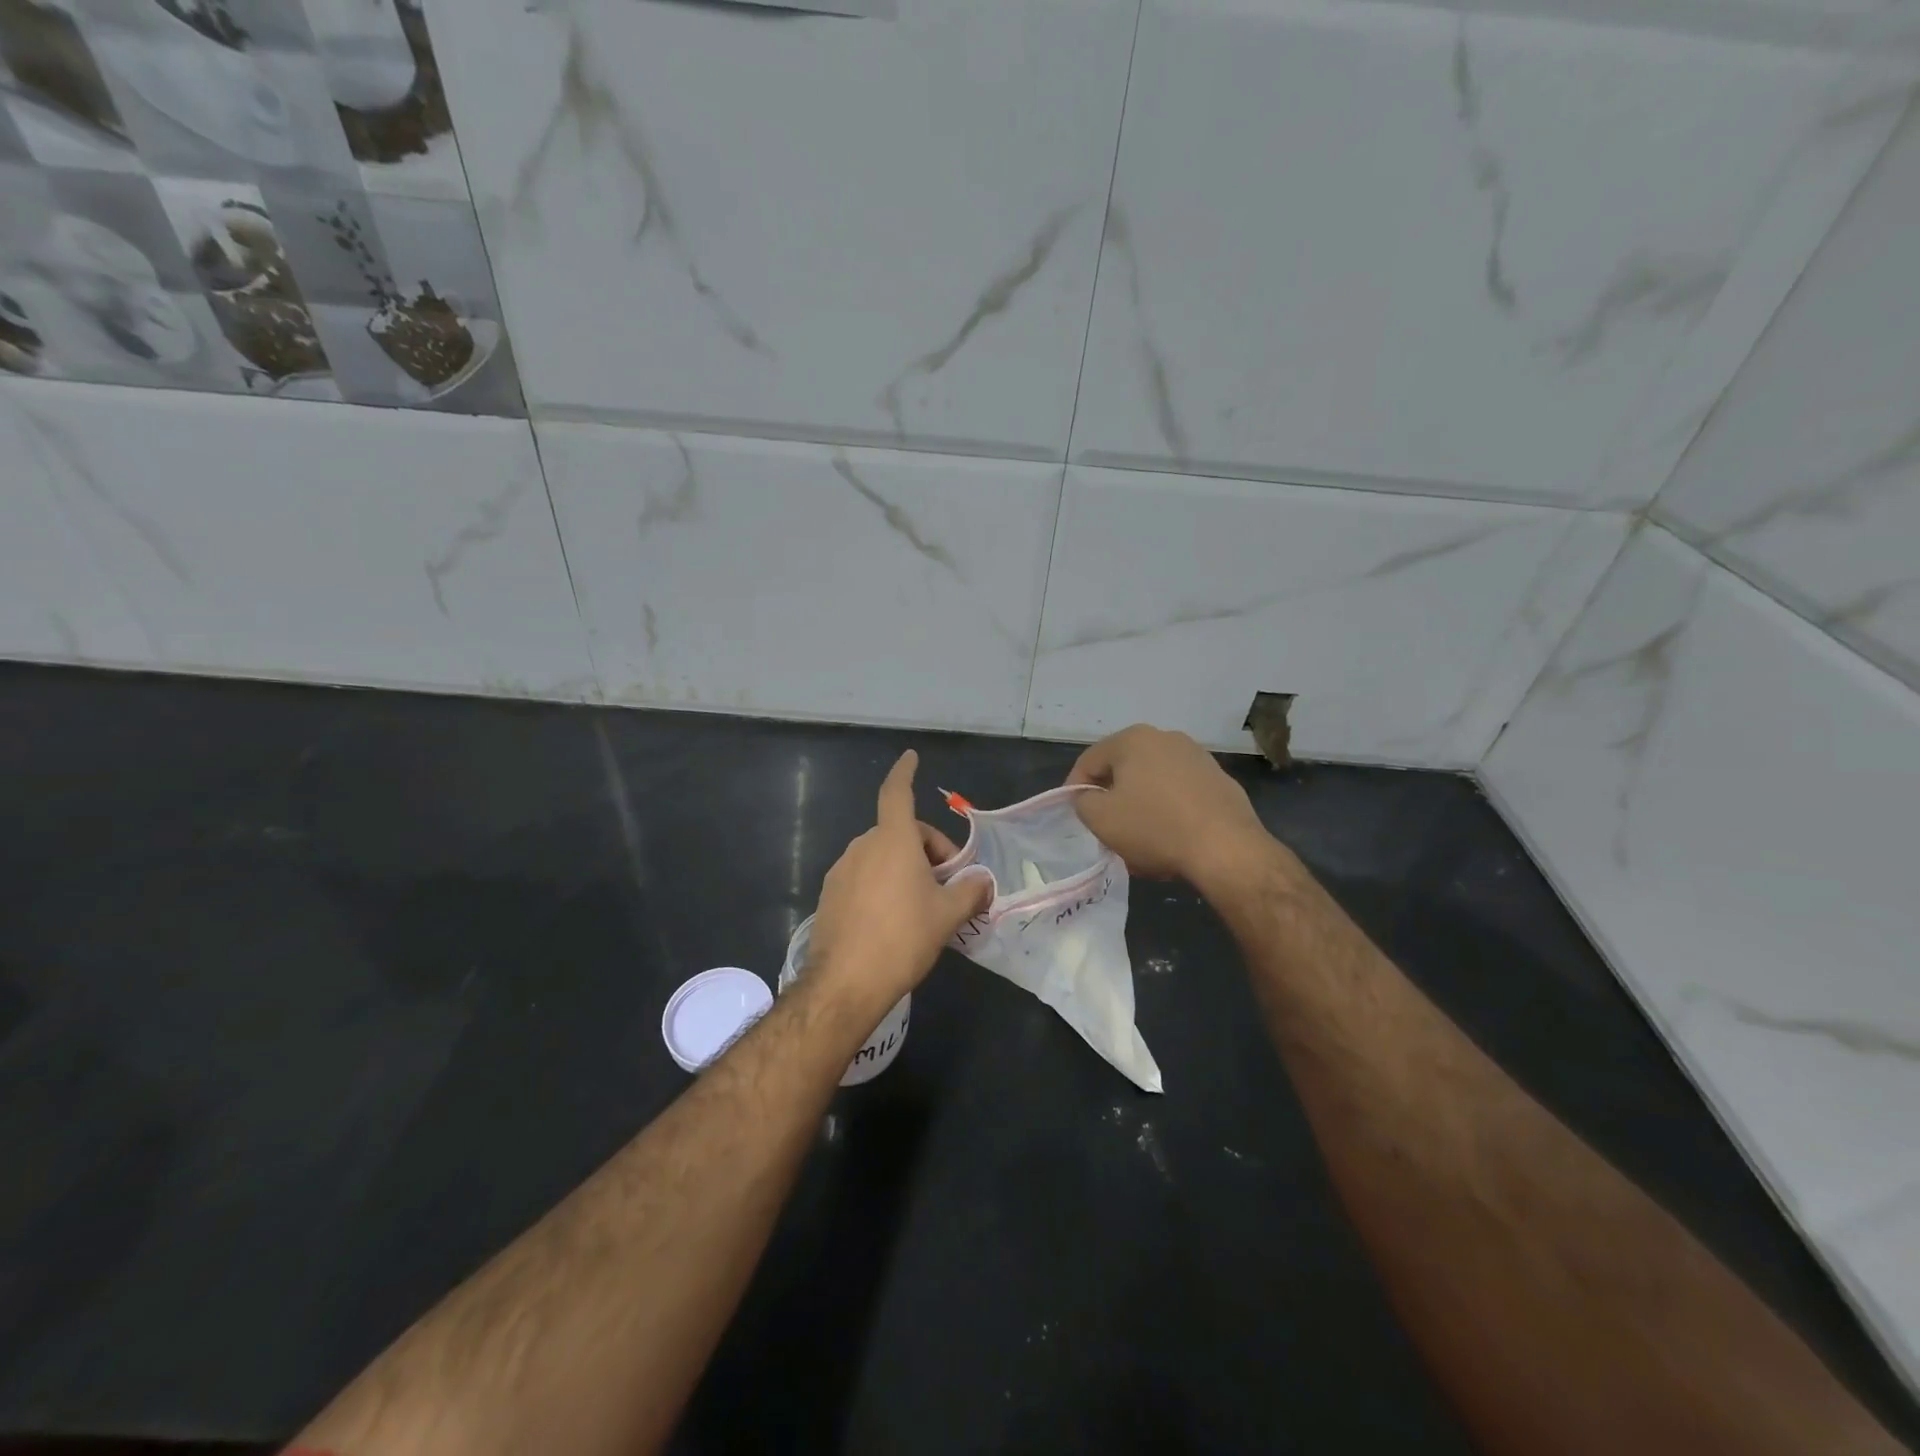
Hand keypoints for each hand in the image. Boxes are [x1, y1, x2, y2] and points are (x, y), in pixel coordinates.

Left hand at [807, 751, 991, 1010]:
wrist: (844, 983)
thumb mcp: (948, 916)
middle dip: (928, 851)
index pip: (897, 793)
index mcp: (893, 840)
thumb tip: (984, 882)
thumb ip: (971, 892)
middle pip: (900, 833)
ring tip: (923, 907)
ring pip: (882, 856)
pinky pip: (864, 877)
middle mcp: (863, 847)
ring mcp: (842, 870)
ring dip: (905, 868)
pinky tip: (893, 921)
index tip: (910, 757)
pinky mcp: (830, 895)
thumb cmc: (903, 938)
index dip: (905, 772)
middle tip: (948, 886)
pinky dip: (883, 885)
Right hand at [1067, 725, 1273, 890]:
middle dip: (1111, 797)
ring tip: (1138, 838)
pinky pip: (1180, 793)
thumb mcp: (1100, 818)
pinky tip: (1170, 839)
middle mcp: (1166, 738)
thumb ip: (1082, 801)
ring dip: (1140, 805)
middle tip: (1106, 828)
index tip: (1076, 815)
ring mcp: (1198, 757)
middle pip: (1124, 769)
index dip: (1075, 788)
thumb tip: (1090, 797)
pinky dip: (1168, 811)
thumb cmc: (1154, 828)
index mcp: (1133, 739)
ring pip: (1153, 782)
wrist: (1226, 849)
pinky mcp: (1220, 780)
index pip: (1089, 761)